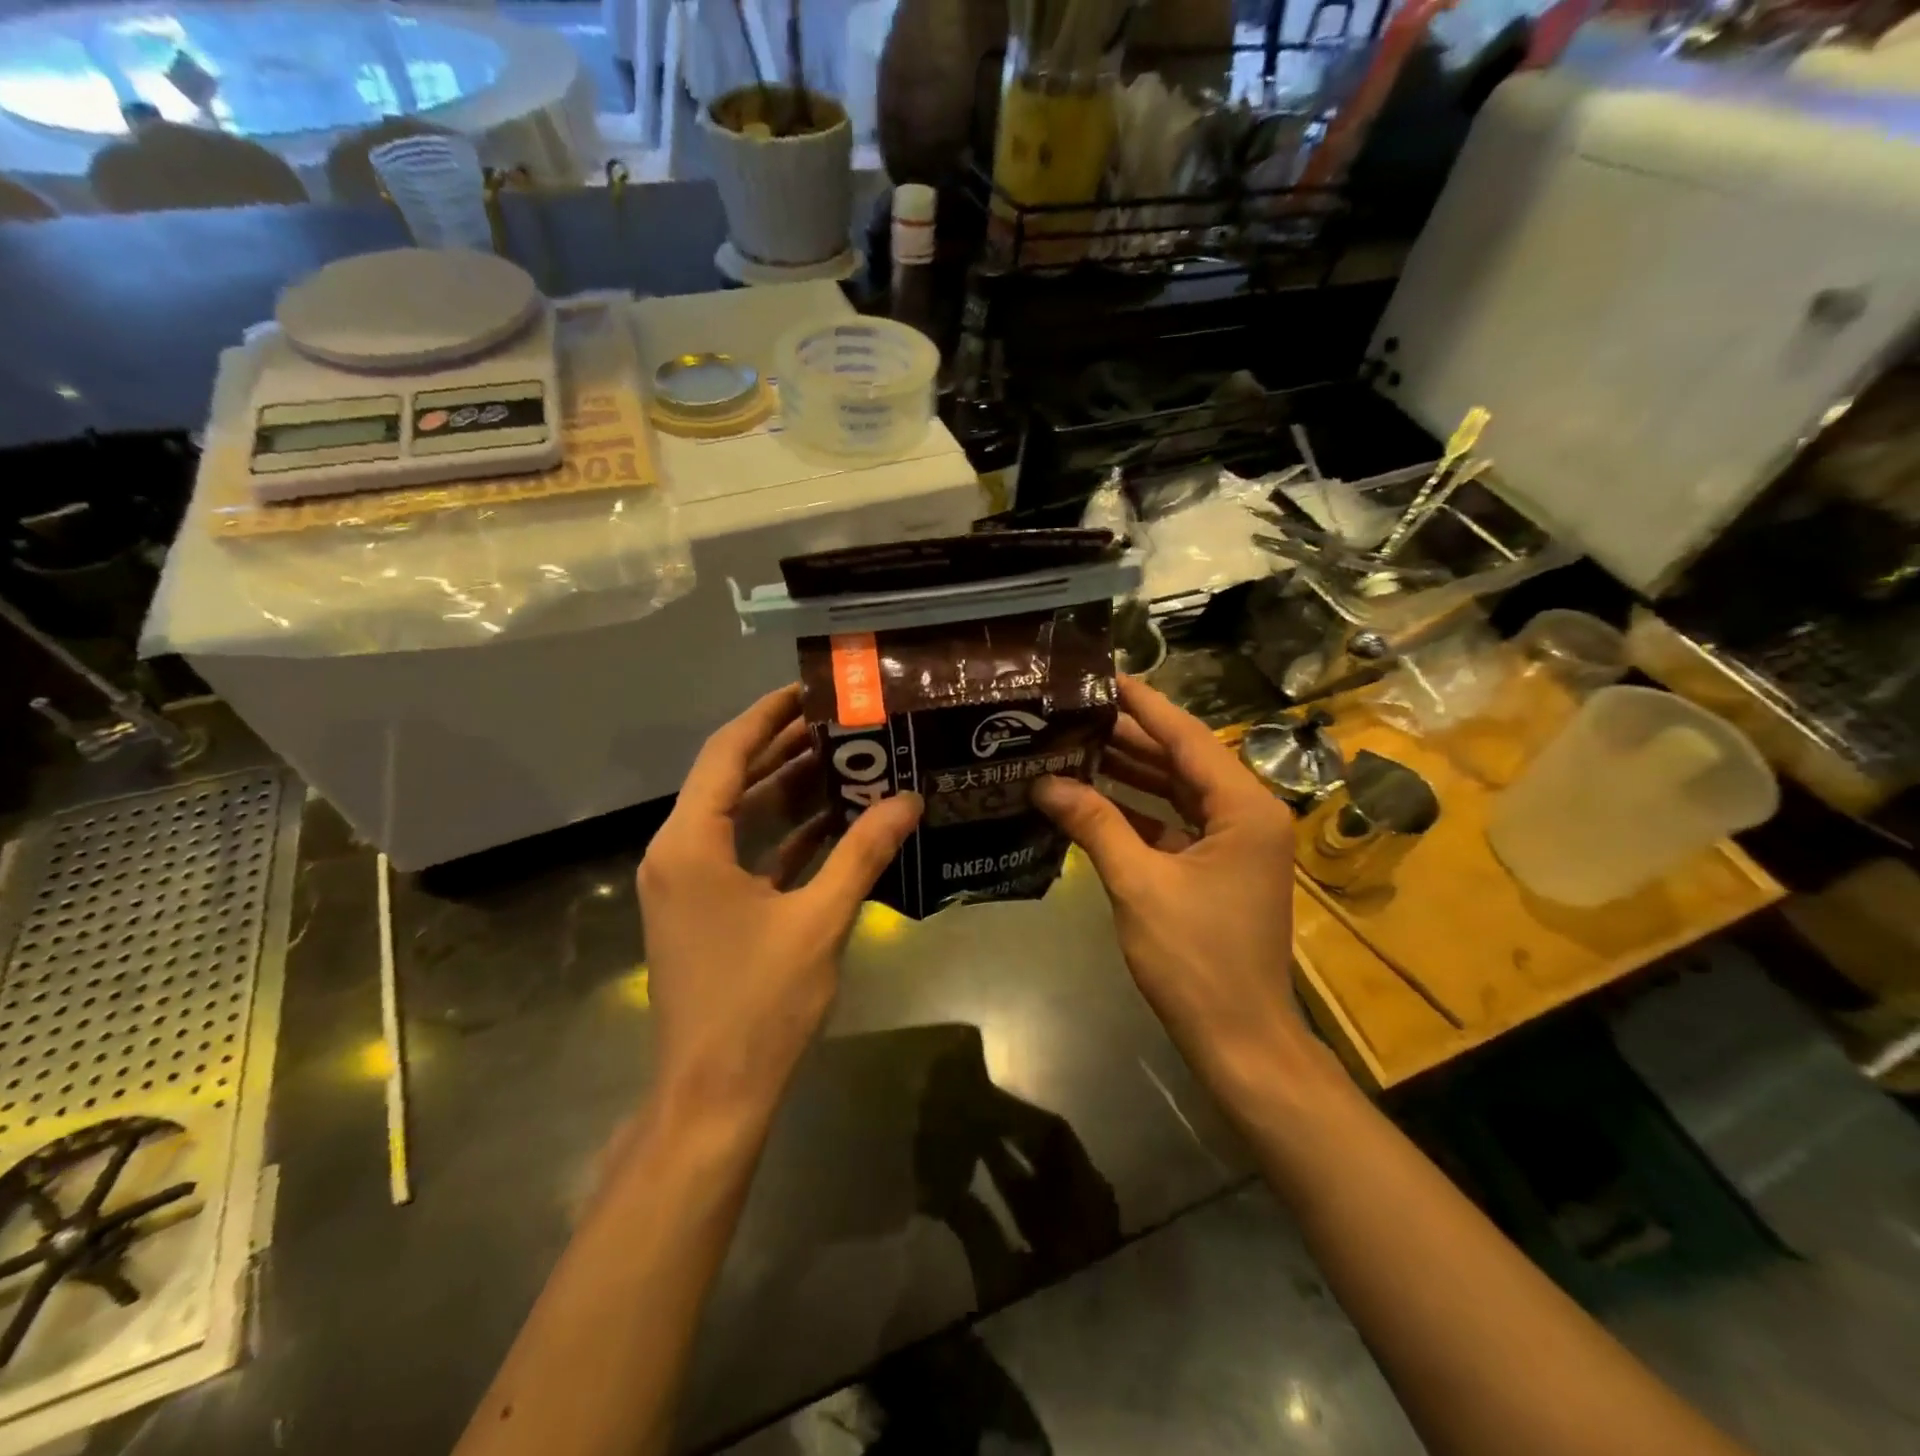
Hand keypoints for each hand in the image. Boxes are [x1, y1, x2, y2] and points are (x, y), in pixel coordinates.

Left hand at [638, 685, 922, 1124]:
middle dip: (785, 748)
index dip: (767, 715)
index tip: (810, 689)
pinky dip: (783, 835)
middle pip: (732, 779)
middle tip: (841, 722)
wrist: (713, 1095)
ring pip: (740, 817)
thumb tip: (908, 799)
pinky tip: (832, 822)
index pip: (726, 754)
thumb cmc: (758, 1003)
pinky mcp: (706, 910)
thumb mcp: (818, 920)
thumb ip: (863, 853)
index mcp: (691, 844)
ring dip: (788, 791)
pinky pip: (745, 853)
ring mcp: (690, 884)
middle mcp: (679, 853)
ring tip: (846, 761)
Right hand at [1033, 677, 1305, 1101]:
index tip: (1104, 676)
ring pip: (1176, 792)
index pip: (1187, 737)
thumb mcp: (1139, 884)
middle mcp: (1247, 814)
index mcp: (1244, 807)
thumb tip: (1044, 783)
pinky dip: (1136, 811)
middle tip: (1074, 711)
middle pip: (1181, 760)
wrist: (1239, 1039)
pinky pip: (1173, 824)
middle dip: (1129, 737)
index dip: (1144, 705)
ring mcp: (1234, 843)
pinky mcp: (1216, 868)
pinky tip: (1092, 798)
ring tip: (1075, 744)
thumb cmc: (1196, 958)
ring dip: (1129, 773)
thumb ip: (1094, 824)